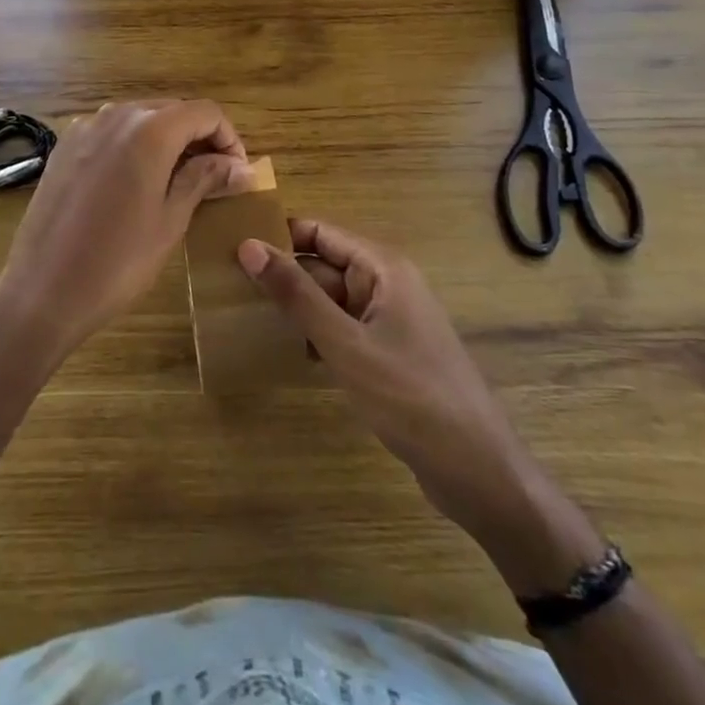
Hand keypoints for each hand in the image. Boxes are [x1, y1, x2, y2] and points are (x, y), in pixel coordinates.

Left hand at [0, 100, 250, 371]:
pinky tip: (136, 181)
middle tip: (214, 179)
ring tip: (178, 181)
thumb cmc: (117, 261)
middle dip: (199, 137)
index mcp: (149, 130)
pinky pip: (111, 132)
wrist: (42, 289)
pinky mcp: (64, 145)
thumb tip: (240, 166)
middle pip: (172, 110)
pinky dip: (134, 145)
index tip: (237, 173)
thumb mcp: (170, 220)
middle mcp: (116, 115)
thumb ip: (204, 179)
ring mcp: (85, 127)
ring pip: (140, 118)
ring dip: (167, 140)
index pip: (204, 112)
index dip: (228, 138)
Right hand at [237, 220, 529, 530]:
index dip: (278, 237)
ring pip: (329, 300)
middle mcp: (385, 283)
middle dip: (281, 276)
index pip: (319, 232)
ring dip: (294, 308)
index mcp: (382, 267)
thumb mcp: (345, 344)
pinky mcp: (386, 353)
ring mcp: (387, 320)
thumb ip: (296, 295)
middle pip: (322, 265)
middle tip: (227, 288)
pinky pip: (341, 329)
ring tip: (242, 316)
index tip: (231, 248)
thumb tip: (248, 246)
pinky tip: (281, 351)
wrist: (478, 472)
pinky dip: (313, 335)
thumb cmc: (410, 397)